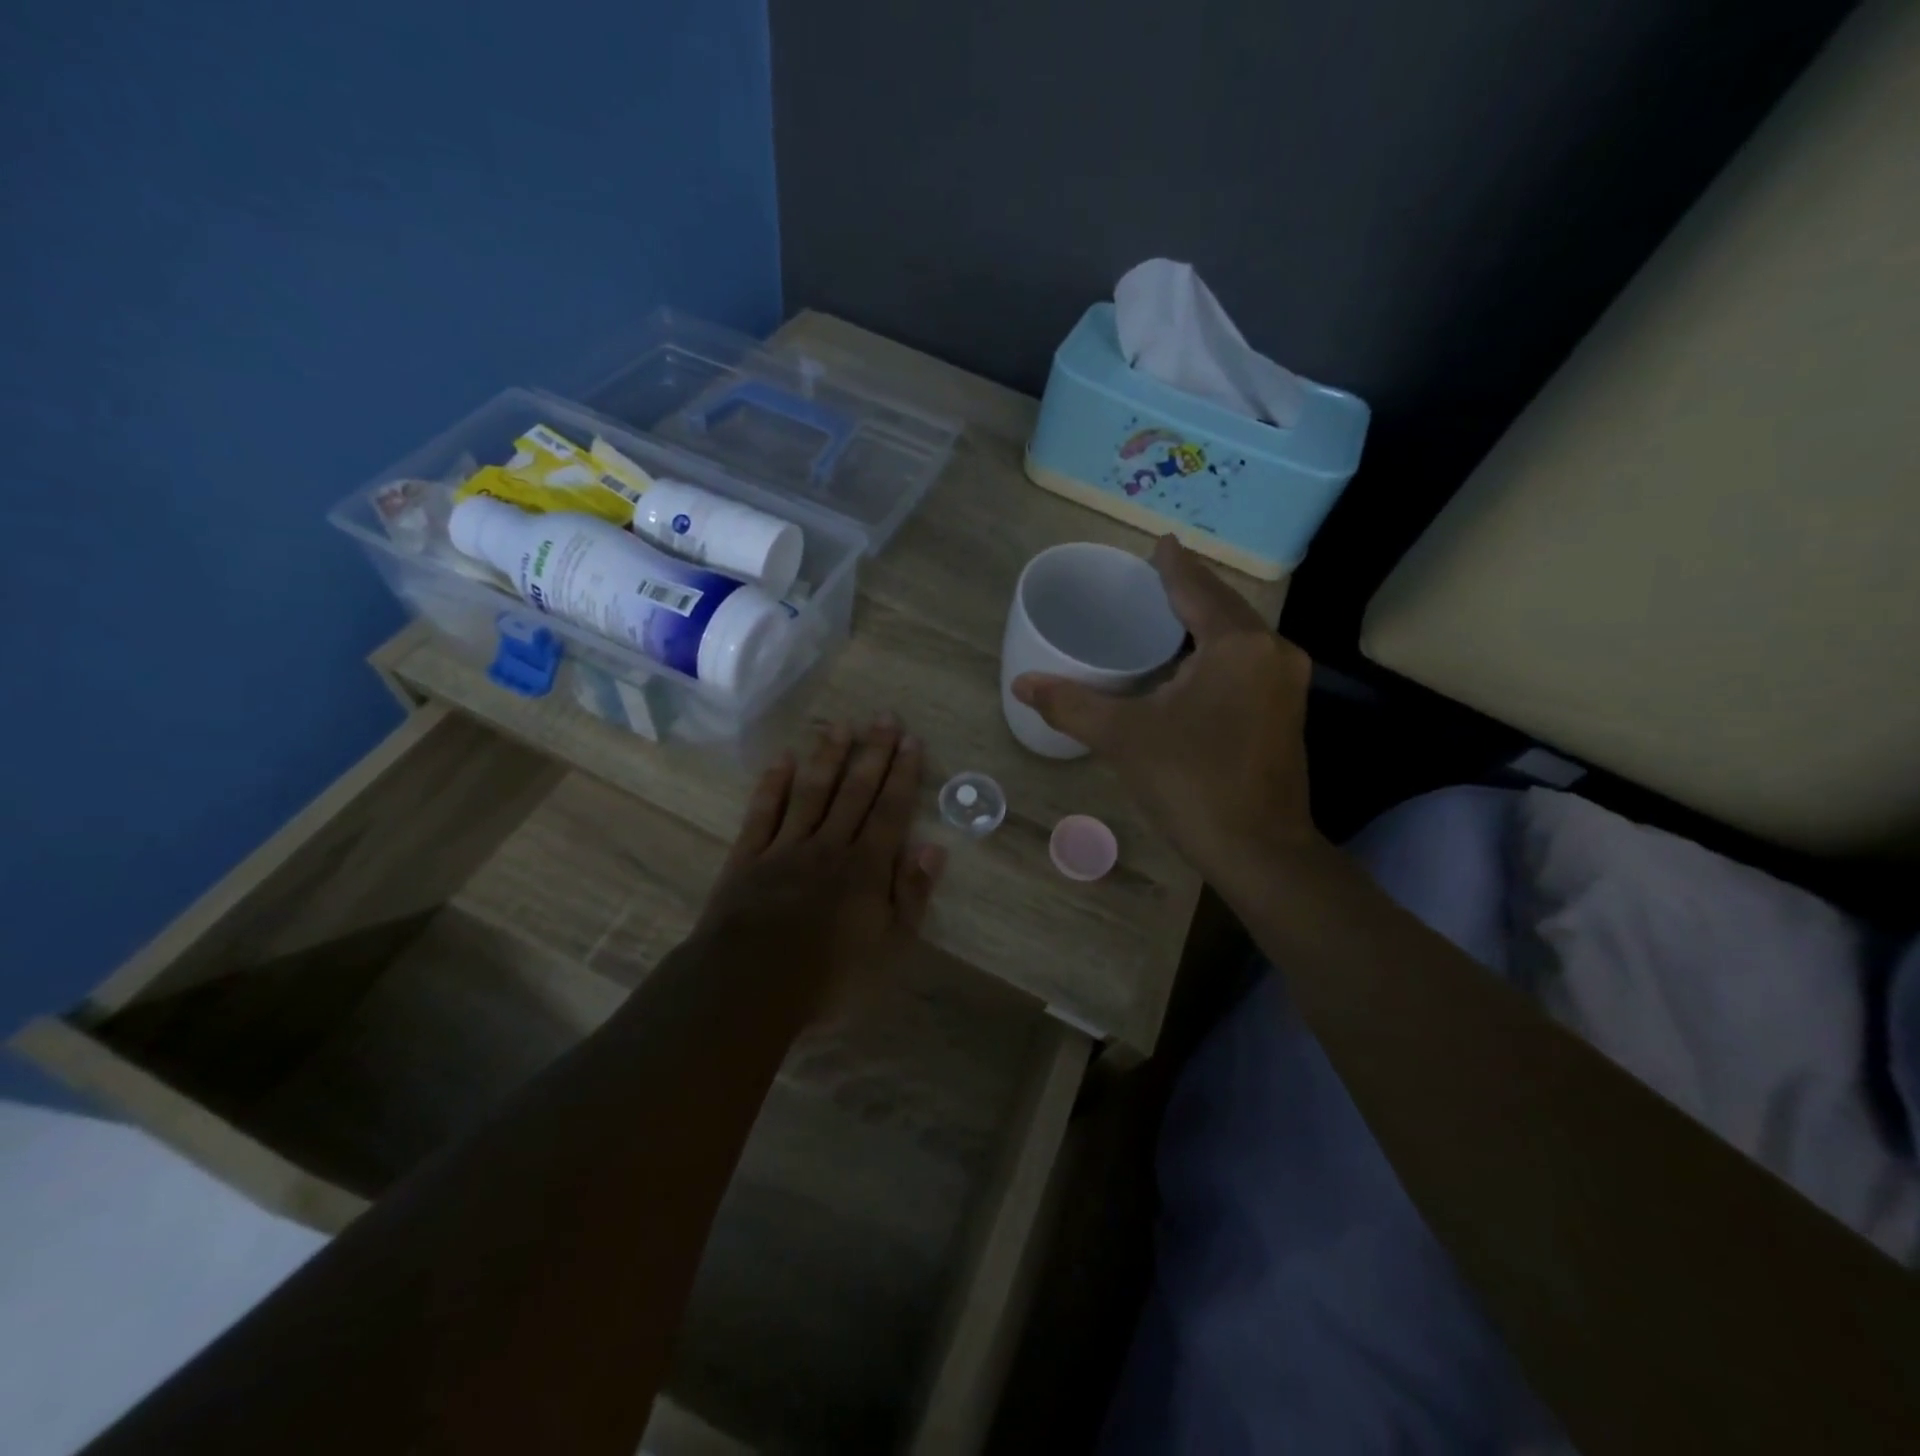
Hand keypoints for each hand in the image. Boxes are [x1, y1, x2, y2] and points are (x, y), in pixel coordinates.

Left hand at [694, 715, 946, 1019]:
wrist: (748, 986)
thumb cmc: (828, 976)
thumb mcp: (888, 947)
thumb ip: (911, 895)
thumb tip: (934, 848)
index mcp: (865, 868)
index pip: (890, 811)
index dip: (903, 775)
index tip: (912, 741)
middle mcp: (828, 845)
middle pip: (854, 792)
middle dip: (872, 753)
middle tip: (883, 717)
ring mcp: (785, 848)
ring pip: (811, 792)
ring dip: (827, 757)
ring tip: (840, 725)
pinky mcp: (748, 858)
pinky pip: (763, 813)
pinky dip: (773, 784)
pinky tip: (783, 759)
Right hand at [1012, 536, 1321, 881]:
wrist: (1260, 850)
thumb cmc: (1192, 783)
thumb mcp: (1124, 738)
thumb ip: (1071, 705)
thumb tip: (1022, 684)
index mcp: (1236, 645)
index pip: (1197, 588)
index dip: (1173, 565)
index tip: (1159, 542)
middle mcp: (1271, 652)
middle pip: (1224, 606)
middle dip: (1190, 590)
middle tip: (1151, 580)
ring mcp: (1286, 682)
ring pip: (1239, 634)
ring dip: (1205, 621)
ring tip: (1166, 614)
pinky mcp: (1286, 709)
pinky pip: (1247, 660)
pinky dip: (1218, 649)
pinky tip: (1192, 662)